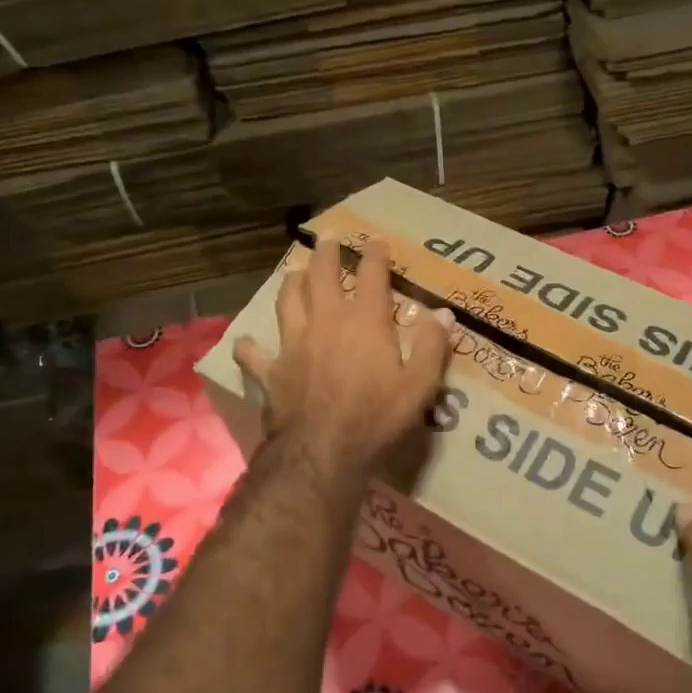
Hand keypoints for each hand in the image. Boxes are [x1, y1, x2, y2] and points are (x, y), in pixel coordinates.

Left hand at [233, 236, 453, 481]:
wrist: (323, 453)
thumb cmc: (377, 418)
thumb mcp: (420, 386)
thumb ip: (433, 347)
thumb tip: (444, 314)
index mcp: (365, 322)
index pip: (371, 276)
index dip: (375, 255)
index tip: (377, 242)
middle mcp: (326, 322)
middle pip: (321, 276)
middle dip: (325, 254)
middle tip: (327, 239)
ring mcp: (293, 344)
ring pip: (287, 301)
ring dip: (291, 283)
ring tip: (294, 272)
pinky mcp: (271, 371)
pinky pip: (254, 353)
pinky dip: (250, 346)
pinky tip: (247, 342)